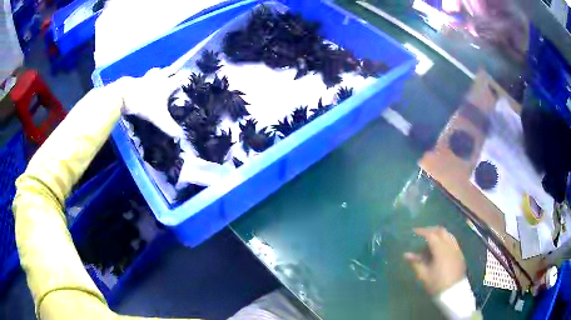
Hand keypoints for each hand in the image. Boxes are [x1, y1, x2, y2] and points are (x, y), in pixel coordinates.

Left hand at [112, 68, 184, 138]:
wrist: (125, 96)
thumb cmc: (145, 104)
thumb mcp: (158, 118)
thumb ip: (169, 126)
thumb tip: (181, 135)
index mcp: (167, 85)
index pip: (179, 79)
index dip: (185, 77)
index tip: (189, 74)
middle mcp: (159, 78)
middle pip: (169, 70)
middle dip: (174, 71)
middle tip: (177, 71)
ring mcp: (147, 77)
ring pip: (157, 70)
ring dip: (161, 71)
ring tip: (162, 73)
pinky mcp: (137, 79)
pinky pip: (145, 76)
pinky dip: (148, 77)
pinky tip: (146, 81)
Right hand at [404, 227, 465, 294]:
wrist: (454, 292)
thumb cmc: (437, 284)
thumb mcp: (424, 275)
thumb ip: (416, 263)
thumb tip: (406, 254)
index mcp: (441, 250)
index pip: (431, 235)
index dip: (422, 231)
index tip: (413, 231)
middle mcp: (450, 246)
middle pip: (441, 231)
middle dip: (431, 230)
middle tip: (422, 234)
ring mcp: (456, 249)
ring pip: (448, 234)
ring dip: (439, 234)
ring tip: (430, 240)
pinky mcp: (460, 253)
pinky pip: (452, 241)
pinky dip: (445, 239)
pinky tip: (440, 248)